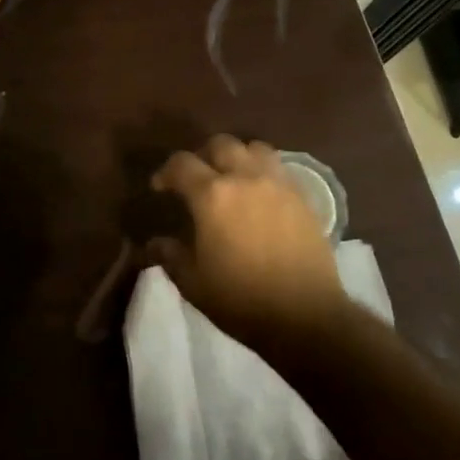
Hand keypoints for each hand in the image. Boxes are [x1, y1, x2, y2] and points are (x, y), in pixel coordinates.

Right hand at [146, 136, 351, 367]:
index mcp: (212, 195)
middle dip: (203, 155)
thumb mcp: (193, 283)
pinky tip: (260, 197)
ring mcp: (279, 185)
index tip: (160, 189)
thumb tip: (155, 243)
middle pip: (221, 144)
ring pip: (255, 148)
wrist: (305, 316)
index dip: (166, 172)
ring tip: (233, 179)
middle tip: (197, 179)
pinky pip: (280, 169)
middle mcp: (246, 178)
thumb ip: (170, 256)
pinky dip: (264, 173)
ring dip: (238, 157)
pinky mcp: (303, 198)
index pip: (181, 164)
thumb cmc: (240, 300)